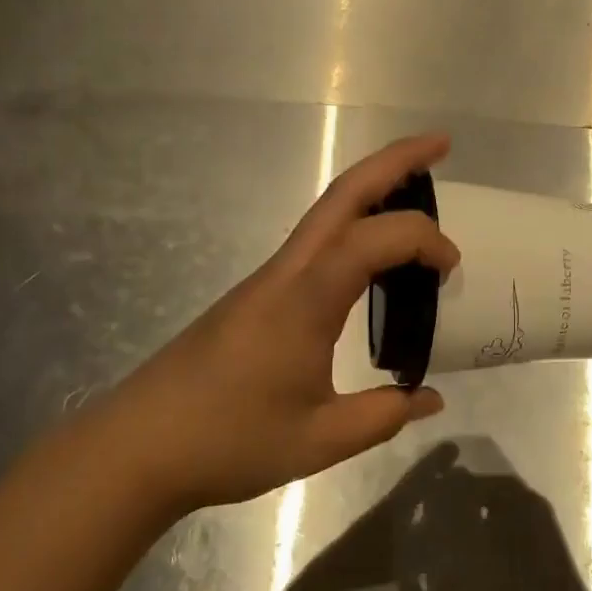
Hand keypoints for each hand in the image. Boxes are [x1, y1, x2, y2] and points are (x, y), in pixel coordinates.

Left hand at [102, 133, 457, 512]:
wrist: (140, 445)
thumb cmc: (229, 440)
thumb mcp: (319, 441)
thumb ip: (382, 415)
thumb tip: (431, 399)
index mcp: (306, 298)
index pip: (375, 240)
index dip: (423, 240)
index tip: (451, 270)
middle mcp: (288, 270)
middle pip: (344, 192)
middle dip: (396, 161)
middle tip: (441, 145)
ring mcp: (270, 275)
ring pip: (327, 209)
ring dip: (373, 186)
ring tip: (418, 189)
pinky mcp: (260, 290)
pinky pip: (317, 238)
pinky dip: (355, 222)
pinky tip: (373, 252)